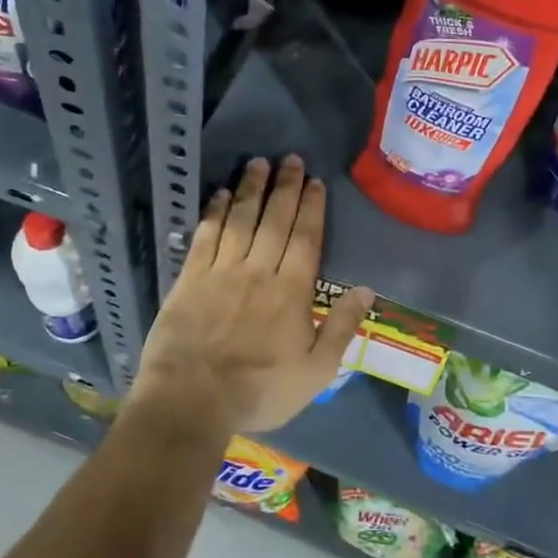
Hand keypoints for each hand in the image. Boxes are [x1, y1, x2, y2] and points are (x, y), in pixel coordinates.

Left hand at [132, 155, 375, 436]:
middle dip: (285, 186)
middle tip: (291, 159)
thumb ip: (342, 328)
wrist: (192, 399)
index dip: (312, 207)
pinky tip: (220, 194)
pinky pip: (206, 235)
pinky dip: (215, 212)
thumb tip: (366, 289)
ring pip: (241, 219)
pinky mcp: (190, 277)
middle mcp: (259, 270)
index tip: (315, 181)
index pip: (306, 238)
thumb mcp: (316, 371)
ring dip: (251, 189)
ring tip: (258, 163)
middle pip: (275, 219)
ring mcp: (222, 270)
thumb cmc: (260, 391)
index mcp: (292, 290)